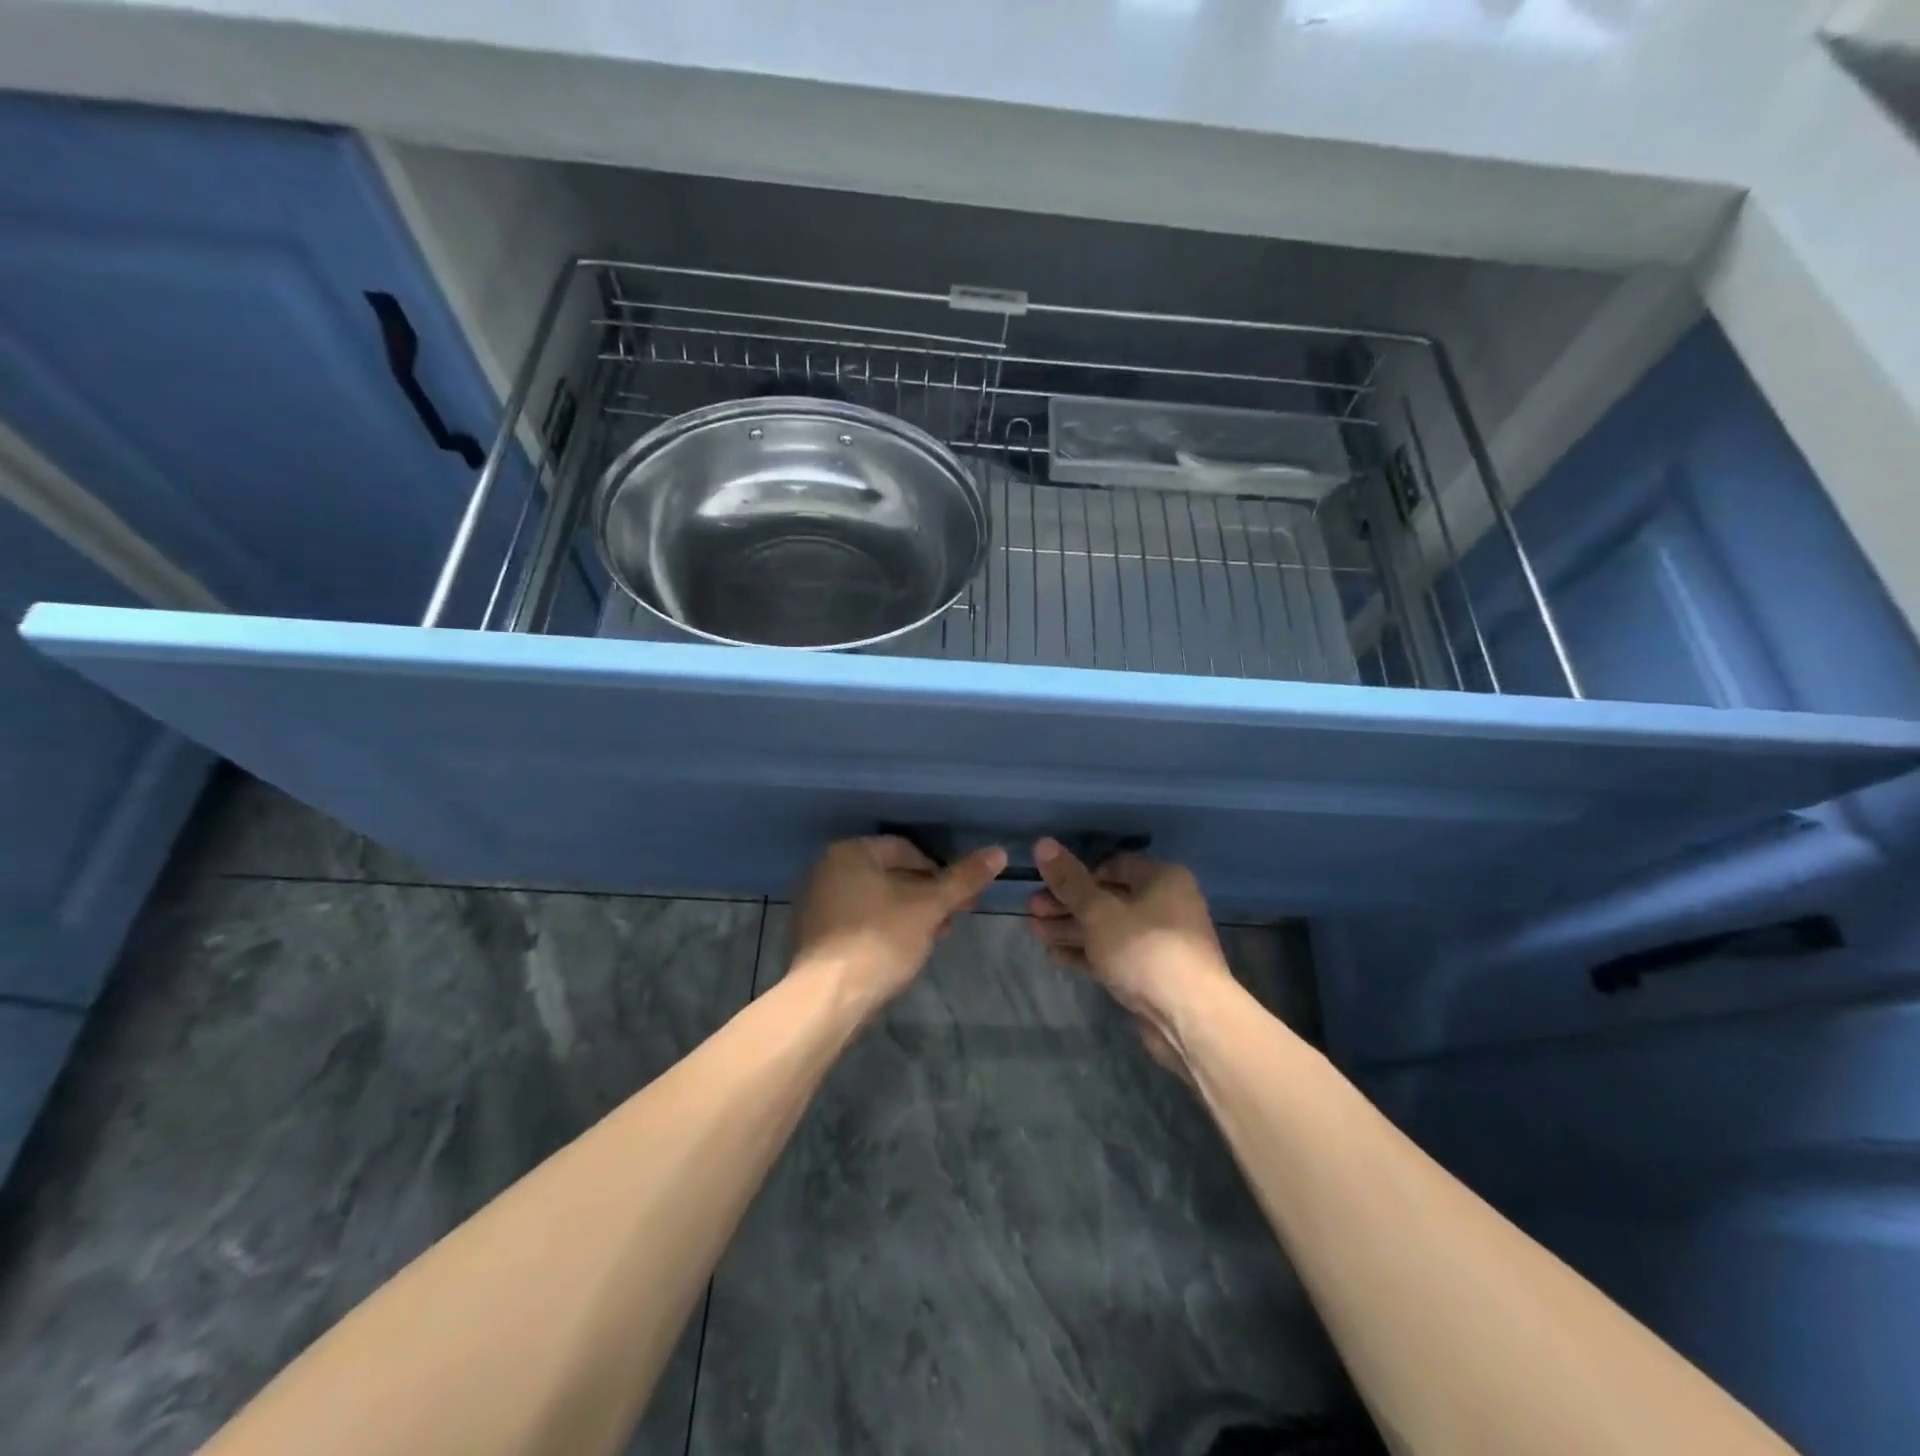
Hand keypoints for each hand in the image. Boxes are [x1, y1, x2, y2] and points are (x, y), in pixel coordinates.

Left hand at [791, 836, 1006, 1017]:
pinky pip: (858, 920)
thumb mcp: (929, 907)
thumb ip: (963, 878)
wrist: (829, 998)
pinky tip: (902, 951)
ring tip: (933, 938)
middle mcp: (827, 870)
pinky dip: (883, 928)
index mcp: (850, 852)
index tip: (959, 898)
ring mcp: (817, 903)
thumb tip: (998, 852)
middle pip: (890, 873)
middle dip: (925, 895)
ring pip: (876, 899)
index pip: (905, 849)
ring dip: (908, 913)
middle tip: (951, 919)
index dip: (939, 872)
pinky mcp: (815, 935)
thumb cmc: (880, 940)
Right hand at [1026, 838, 1237, 1077]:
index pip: (1114, 864)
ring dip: (1071, 928)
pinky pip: (1112, 954)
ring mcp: (1158, 942)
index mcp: (1162, 879)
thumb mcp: (1099, 911)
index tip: (1047, 882)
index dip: (1079, 872)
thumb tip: (1042, 843)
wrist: (1189, 1017)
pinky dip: (1086, 952)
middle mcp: (1164, 905)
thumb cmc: (1145, 949)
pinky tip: (1054, 954)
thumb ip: (1069, 880)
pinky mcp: (1150, 973)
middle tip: (1031, 908)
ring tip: (1035, 930)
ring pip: (1107, 928)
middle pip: (1107, 897)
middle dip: (1067, 903)